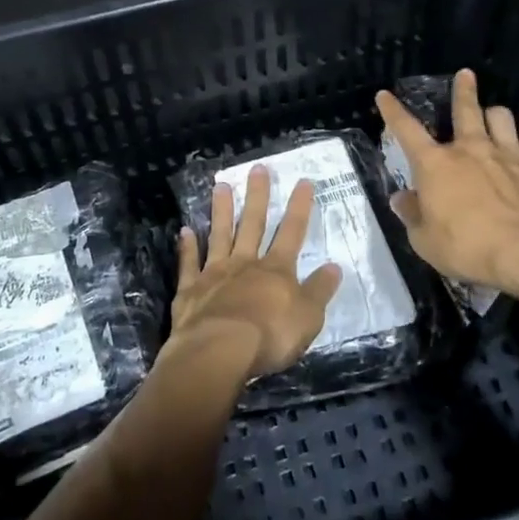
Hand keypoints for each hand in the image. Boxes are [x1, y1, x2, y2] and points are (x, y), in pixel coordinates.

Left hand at [170, 167, 342, 379]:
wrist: (219, 350)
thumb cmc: (269, 336)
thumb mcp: (308, 317)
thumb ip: (319, 291)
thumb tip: (334, 267)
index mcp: (276, 271)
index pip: (292, 232)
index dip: (299, 207)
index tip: (303, 181)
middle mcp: (245, 264)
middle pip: (252, 224)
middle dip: (257, 196)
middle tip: (257, 168)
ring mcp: (214, 273)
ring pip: (219, 235)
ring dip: (221, 211)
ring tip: (220, 186)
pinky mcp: (190, 289)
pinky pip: (189, 263)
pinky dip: (187, 247)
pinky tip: (184, 230)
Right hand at [376, 69, 518, 302]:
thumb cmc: (468, 247)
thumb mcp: (425, 241)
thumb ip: (413, 216)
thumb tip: (402, 199)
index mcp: (435, 165)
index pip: (406, 130)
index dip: (393, 111)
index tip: (385, 95)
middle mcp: (470, 149)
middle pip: (465, 108)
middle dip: (462, 89)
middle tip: (465, 74)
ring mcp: (506, 154)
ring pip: (500, 117)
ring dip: (493, 114)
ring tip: (493, 116)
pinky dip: (518, 147)